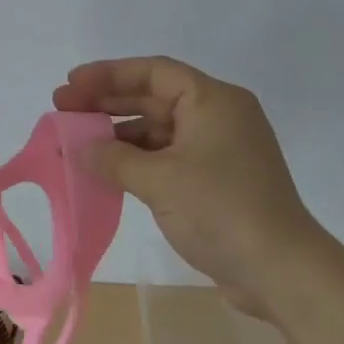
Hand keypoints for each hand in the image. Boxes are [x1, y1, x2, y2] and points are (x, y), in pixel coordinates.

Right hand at [53, 56, 326, 313]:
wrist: (282, 272)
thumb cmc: (222, 211)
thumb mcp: (160, 181)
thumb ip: (114, 159)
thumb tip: (79, 149)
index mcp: (213, 100)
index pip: (153, 72)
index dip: (108, 74)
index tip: (71, 83)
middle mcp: (218, 116)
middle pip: (153, 97)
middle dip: (107, 102)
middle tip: (62, 109)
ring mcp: (218, 149)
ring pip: (159, 129)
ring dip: (119, 134)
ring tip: (76, 143)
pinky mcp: (216, 179)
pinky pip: (168, 156)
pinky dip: (137, 159)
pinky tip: (107, 169)